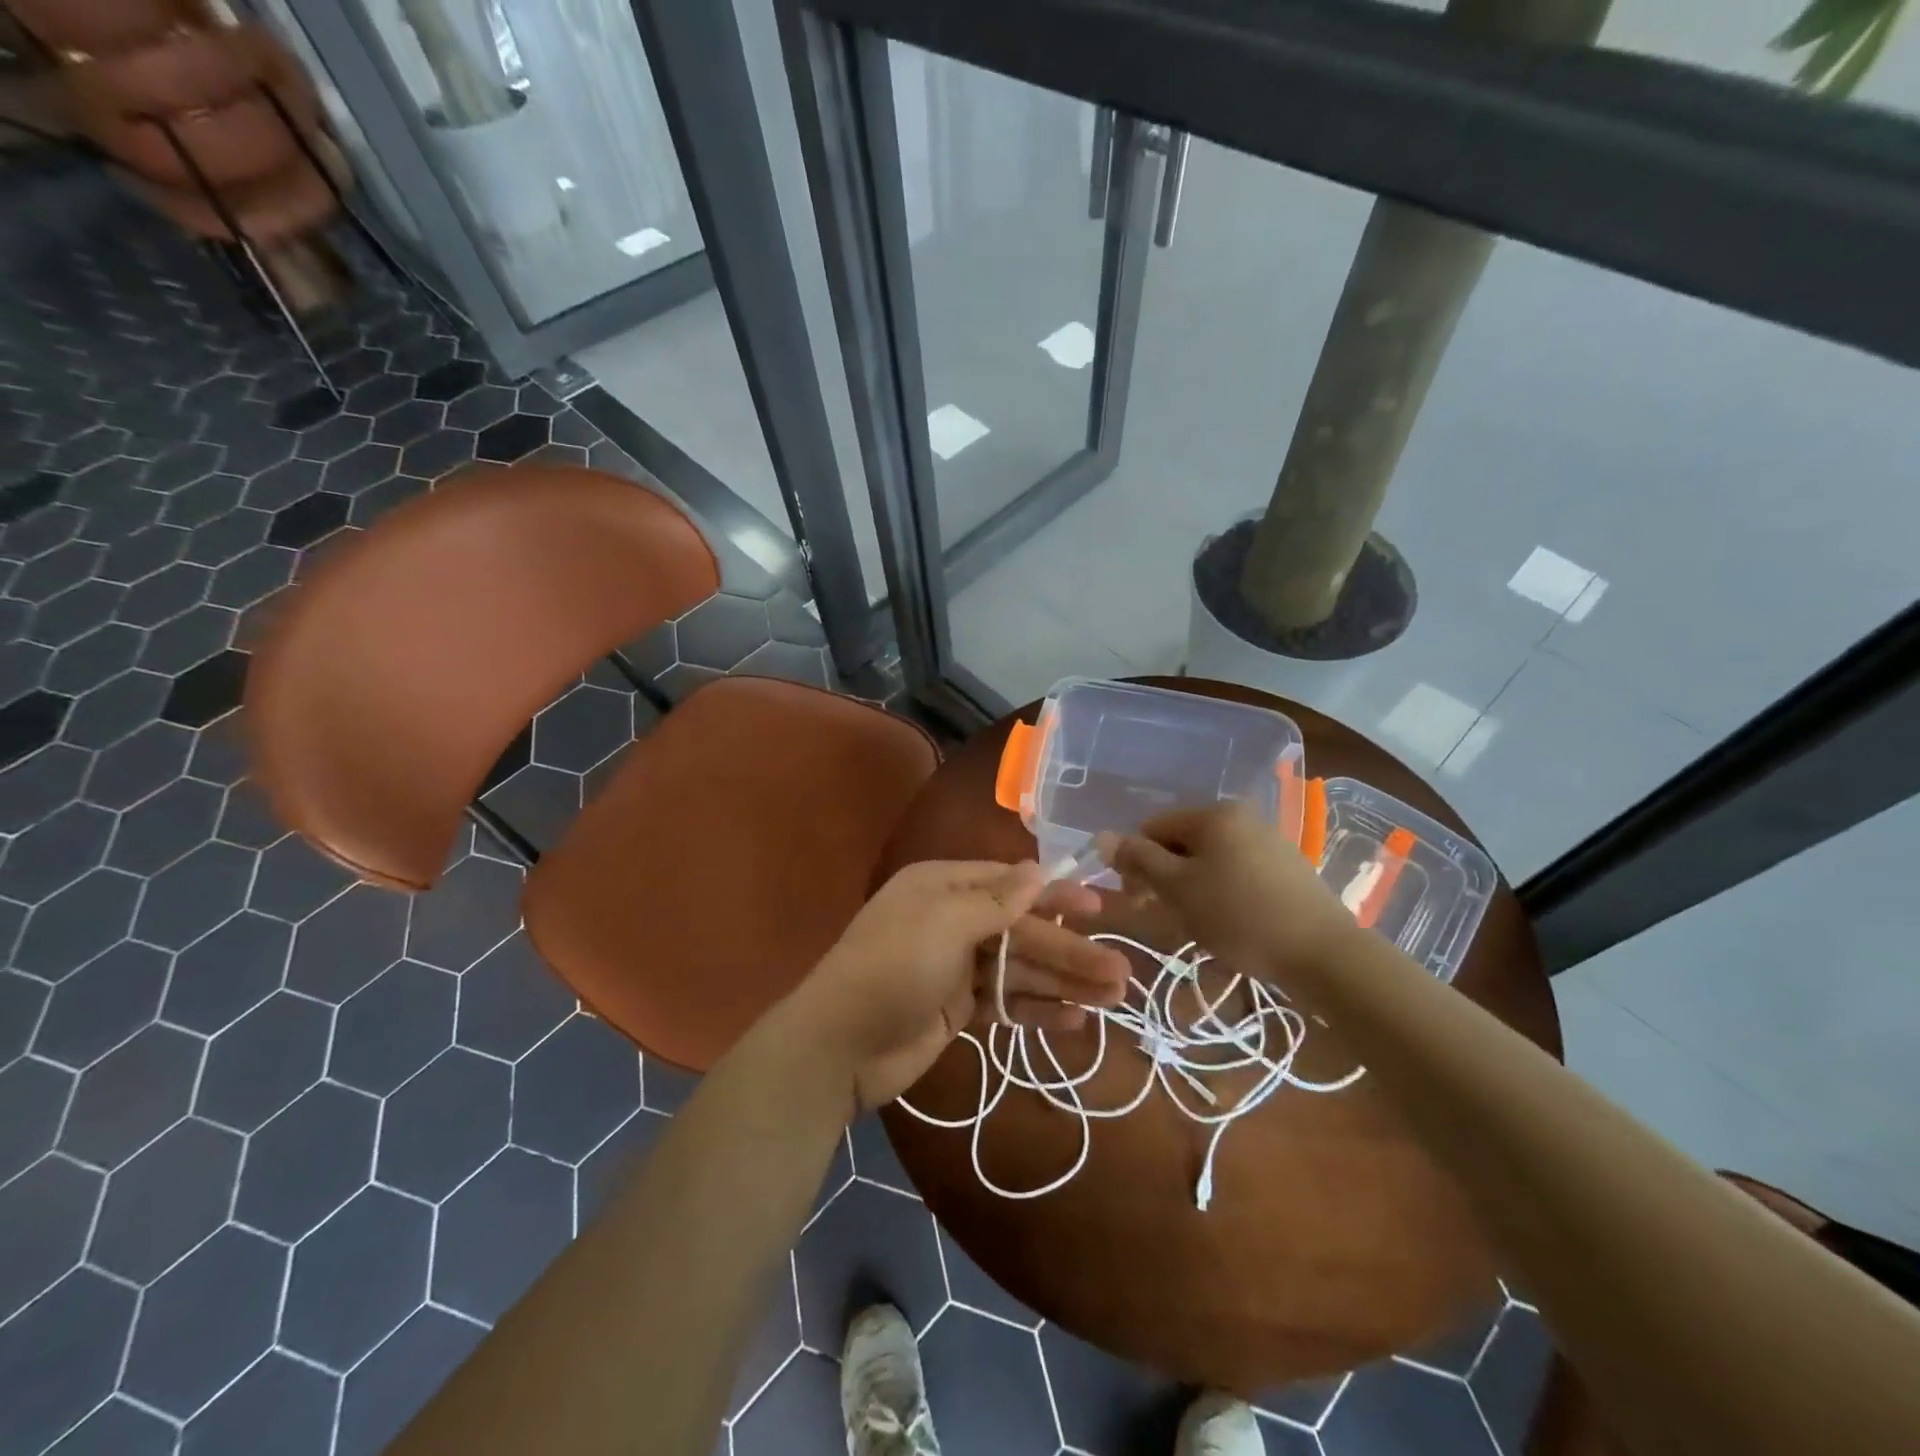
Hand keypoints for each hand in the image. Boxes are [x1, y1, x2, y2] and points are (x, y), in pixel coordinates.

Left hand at [785, 860, 1132, 1113]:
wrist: (839, 1046)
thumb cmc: (892, 967)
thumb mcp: (944, 923)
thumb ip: (997, 901)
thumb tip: (1038, 869)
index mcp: (943, 887)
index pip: (1011, 884)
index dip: (1055, 895)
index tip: (1098, 906)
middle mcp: (952, 920)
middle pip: (1022, 932)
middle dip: (1070, 950)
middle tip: (1121, 970)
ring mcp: (955, 966)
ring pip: (1020, 969)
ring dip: (1064, 982)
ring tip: (1114, 998)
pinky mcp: (957, 1007)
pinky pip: (1005, 1002)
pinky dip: (1037, 1009)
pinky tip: (1076, 1020)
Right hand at [1102, 803, 1352, 975]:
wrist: (1323, 953)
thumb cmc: (1239, 916)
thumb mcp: (1178, 888)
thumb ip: (1138, 859)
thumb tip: (1102, 837)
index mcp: (1213, 814)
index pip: (1152, 827)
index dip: (1135, 862)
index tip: (1139, 900)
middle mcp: (1240, 817)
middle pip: (1181, 842)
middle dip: (1164, 876)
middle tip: (1164, 915)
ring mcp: (1267, 841)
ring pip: (1208, 860)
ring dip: (1191, 888)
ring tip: (1198, 925)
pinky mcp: (1285, 868)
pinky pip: (1236, 872)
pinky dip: (1220, 893)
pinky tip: (1228, 923)